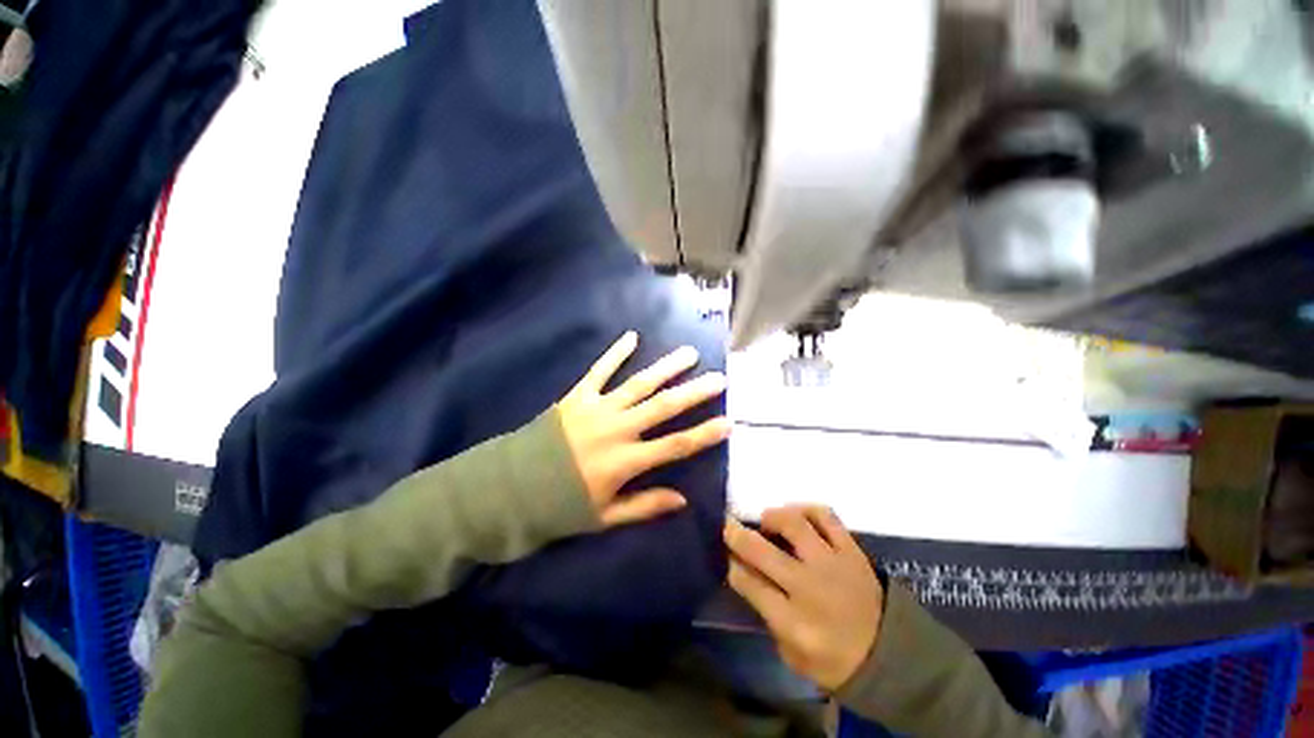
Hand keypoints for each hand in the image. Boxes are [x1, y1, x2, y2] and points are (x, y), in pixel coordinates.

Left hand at [558, 331, 730, 527]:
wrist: (512, 488)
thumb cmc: (562, 504)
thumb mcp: (605, 516)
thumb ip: (645, 505)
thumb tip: (682, 499)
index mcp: (626, 461)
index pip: (675, 446)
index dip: (704, 435)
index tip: (729, 422)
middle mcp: (617, 429)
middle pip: (663, 407)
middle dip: (694, 392)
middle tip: (718, 378)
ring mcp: (597, 408)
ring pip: (639, 384)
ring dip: (666, 368)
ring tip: (688, 353)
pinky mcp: (577, 396)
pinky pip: (599, 370)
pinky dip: (614, 353)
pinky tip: (631, 336)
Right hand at [725, 506, 882, 691]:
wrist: (891, 655)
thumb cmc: (834, 660)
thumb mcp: (792, 655)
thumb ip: (767, 617)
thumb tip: (747, 576)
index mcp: (793, 622)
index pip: (748, 582)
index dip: (730, 563)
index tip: (723, 552)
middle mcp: (809, 587)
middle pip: (761, 550)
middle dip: (736, 534)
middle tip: (728, 525)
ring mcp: (832, 563)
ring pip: (794, 523)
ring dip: (772, 517)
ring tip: (767, 522)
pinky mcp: (851, 550)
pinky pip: (826, 516)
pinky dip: (806, 509)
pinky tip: (798, 516)